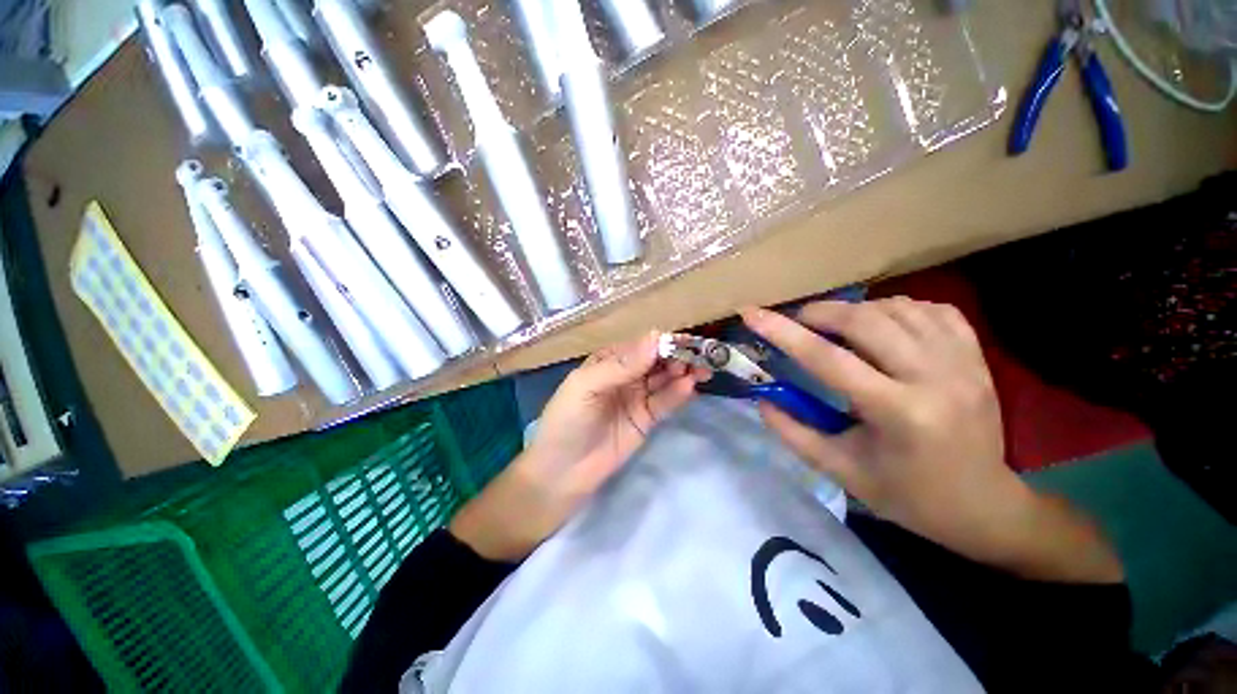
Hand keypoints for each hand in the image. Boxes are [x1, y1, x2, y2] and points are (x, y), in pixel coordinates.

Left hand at [450, 331, 707, 561]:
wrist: (562, 472)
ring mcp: (637, 397)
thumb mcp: (586, 386)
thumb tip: (655, 338)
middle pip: (657, 361)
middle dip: (678, 355)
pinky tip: (690, 386)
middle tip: (700, 355)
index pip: (640, 345)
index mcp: (608, 361)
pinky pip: (665, 402)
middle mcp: (626, 375)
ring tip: (702, 369)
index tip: (685, 340)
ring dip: (683, 372)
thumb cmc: (567, 421)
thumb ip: (621, 365)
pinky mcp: (646, 419)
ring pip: (665, 379)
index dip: (662, 341)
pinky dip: (678, 393)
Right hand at [742, 299, 1122, 583]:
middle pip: (865, 321)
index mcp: (897, 413)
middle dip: (821, 312)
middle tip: (799, 320)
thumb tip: (761, 401)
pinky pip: (934, 310)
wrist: (984, 506)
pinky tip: (883, 322)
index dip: (782, 332)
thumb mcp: (841, 471)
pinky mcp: (977, 358)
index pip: (827, 359)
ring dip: (857, 309)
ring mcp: (963, 363)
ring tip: (838, 324)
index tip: (752, 313)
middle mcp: (934, 379)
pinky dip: (899, 307)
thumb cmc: (908, 496)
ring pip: (899, 308)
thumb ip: (794, 433)